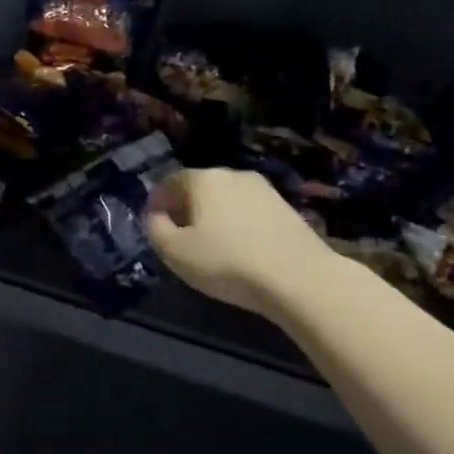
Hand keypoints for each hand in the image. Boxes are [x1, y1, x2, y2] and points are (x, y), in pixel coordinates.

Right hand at [144, 168, 333, 318]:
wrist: (299, 279)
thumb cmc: (227, 263)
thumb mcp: (173, 252)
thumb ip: (154, 229)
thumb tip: (156, 216)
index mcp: (203, 179)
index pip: (169, 182)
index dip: (156, 204)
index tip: (154, 228)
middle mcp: (233, 174)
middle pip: (199, 188)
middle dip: (185, 209)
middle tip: (179, 239)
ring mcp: (264, 189)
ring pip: (225, 199)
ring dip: (212, 217)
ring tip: (210, 247)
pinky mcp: (286, 208)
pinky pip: (248, 212)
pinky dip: (237, 225)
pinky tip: (240, 250)